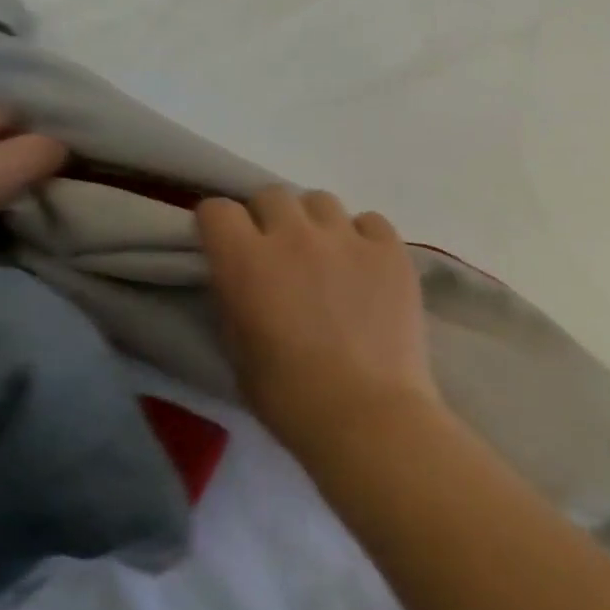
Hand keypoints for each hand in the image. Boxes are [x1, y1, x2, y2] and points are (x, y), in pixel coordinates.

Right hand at [196, 187, 440, 456]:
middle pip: (272, 196)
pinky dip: (363, 237)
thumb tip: (243, 278)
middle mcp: (295, 235)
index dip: (219, 227)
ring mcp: (348, 238)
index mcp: (245, 261)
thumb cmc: (291, 398)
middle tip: (279, 254)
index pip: (217, 209)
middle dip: (267, 219)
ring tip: (327, 259)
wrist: (366, 414)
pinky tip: (366, 268)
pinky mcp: (391, 250)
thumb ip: (236, 300)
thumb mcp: (239, 351)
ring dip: (315, 224)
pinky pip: (371, 221)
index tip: (227, 247)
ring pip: (322, 202)